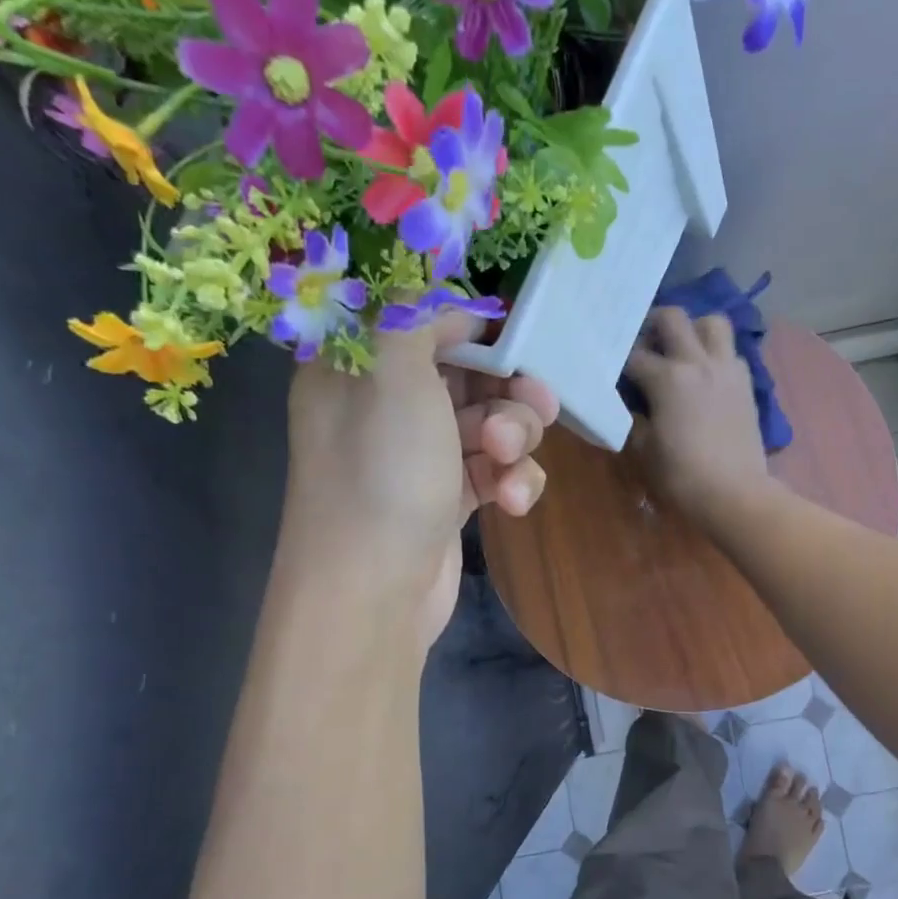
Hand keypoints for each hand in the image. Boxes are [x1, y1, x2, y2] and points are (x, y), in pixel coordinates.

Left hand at [282, 310, 557, 645]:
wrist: (373, 591)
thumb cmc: (381, 472)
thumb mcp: (394, 373)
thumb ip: (418, 318)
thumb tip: (448, 307)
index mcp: (358, 366)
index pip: (420, 322)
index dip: (470, 327)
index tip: (511, 340)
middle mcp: (386, 407)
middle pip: (467, 375)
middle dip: (508, 390)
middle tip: (539, 404)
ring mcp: (418, 457)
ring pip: (488, 425)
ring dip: (514, 439)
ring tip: (509, 460)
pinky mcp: (447, 500)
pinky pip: (492, 471)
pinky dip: (511, 481)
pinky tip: (512, 502)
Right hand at [624, 307, 775, 528]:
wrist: (735, 493)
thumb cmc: (682, 475)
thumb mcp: (643, 450)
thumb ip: (633, 419)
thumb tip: (631, 405)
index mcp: (667, 378)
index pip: (633, 355)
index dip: (618, 361)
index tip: (613, 370)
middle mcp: (698, 362)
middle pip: (672, 318)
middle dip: (653, 325)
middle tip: (646, 344)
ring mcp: (726, 369)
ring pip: (712, 322)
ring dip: (694, 329)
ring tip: (683, 350)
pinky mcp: (746, 383)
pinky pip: (731, 352)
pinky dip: (717, 354)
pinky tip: (707, 376)